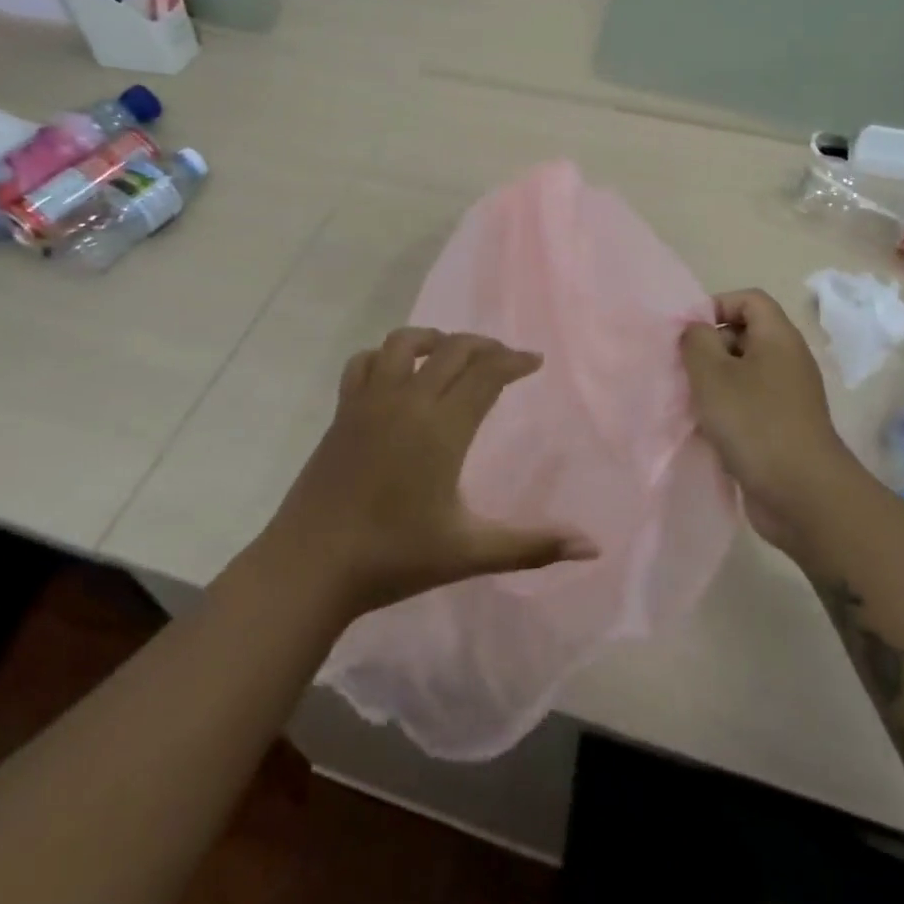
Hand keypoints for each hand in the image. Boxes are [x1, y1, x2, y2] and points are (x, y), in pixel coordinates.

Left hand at [264, 328, 597, 617]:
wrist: (310, 566)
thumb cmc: (393, 557)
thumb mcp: (470, 552)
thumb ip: (533, 545)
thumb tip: (593, 548)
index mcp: (442, 427)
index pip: (487, 372)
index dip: (514, 360)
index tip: (535, 361)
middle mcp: (407, 400)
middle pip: (452, 348)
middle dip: (484, 345)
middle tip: (504, 359)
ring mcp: (369, 401)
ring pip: (404, 342)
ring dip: (435, 338)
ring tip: (452, 353)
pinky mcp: (342, 412)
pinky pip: (364, 362)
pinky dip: (385, 355)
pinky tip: (395, 373)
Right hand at [681, 289, 861, 549]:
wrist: (803, 494)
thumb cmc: (755, 423)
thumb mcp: (713, 374)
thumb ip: (697, 341)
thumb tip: (696, 331)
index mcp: (778, 338)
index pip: (749, 299)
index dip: (716, 306)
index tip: (689, 334)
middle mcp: (787, 360)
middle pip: (744, 335)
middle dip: (710, 347)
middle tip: (684, 370)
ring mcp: (787, 396)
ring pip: (743, 373)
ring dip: (713, 384)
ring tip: (690, 401)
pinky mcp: (782, 427)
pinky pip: (748, 404)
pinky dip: (726, 411)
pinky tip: (706, 430)